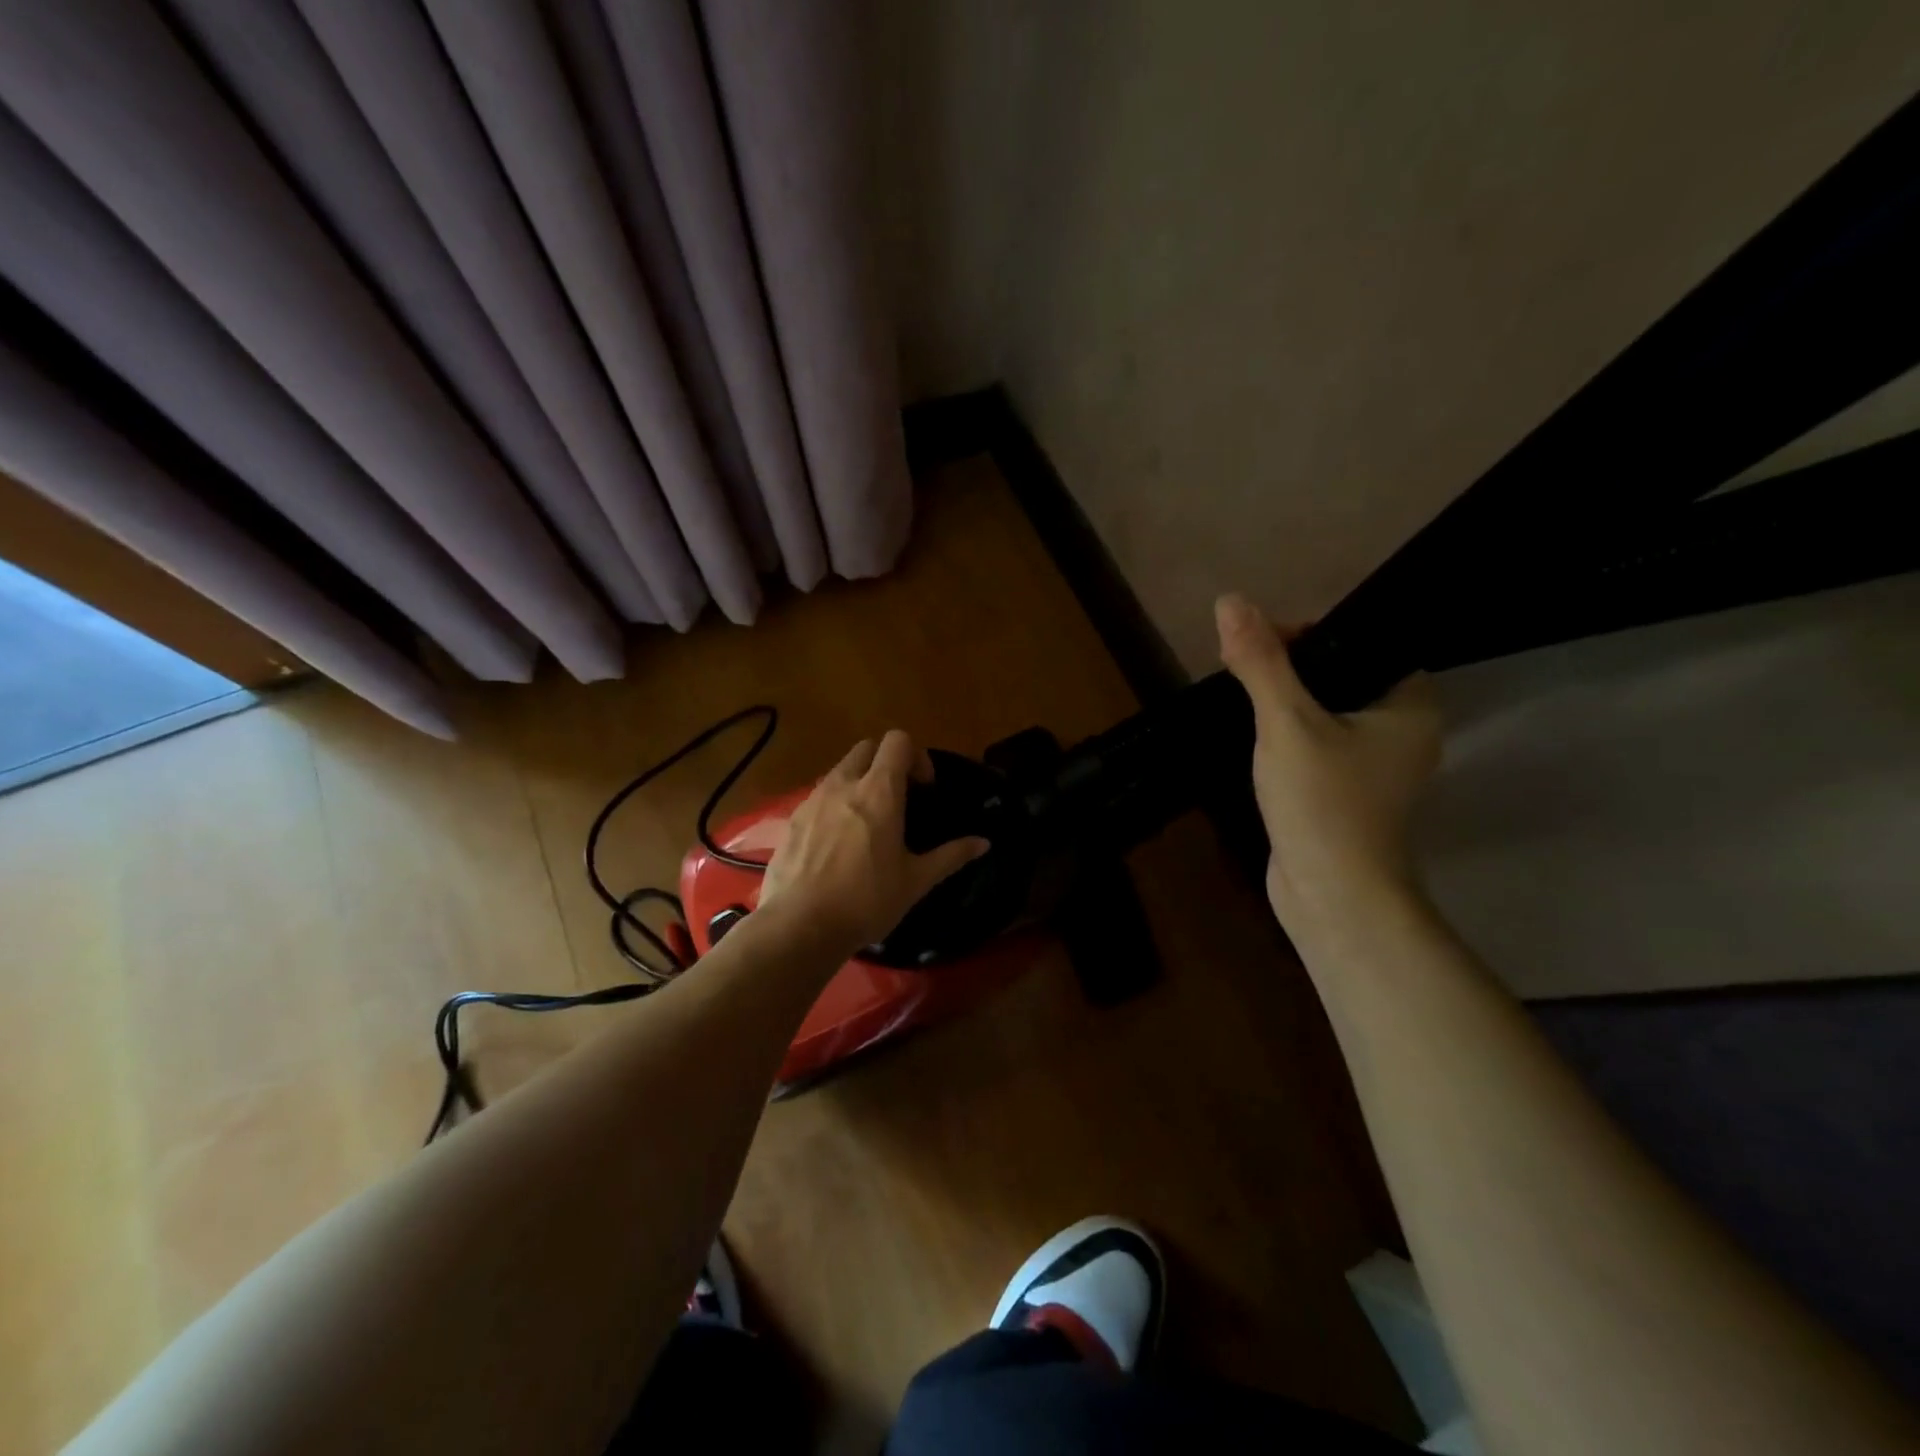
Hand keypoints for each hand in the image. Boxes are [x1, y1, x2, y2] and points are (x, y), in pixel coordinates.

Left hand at [756, 730, 989, 953]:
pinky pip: (817, 798)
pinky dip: (832, 806)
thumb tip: (984, 842)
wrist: (799, 926)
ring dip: (858, 783)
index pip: (898, 741)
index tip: (923, 789)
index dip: (916, 756)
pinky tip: (836, 845)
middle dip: (885, 763)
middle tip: (898, 799)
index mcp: (878, 791)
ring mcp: (811, 800)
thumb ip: (951, 856)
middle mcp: (842, 785)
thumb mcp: (915, 881)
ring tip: (866, 824)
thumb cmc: (866, 901)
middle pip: (866, 748)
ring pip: (839, 771)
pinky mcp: (790, 820)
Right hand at [1216, 593, 1442, 922]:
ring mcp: (1375, 763)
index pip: (1361, 641)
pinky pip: (1317, 740)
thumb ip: (1261, 662)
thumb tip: (1230, 601)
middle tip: (1240, 666)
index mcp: (1409, 703)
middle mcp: (1402, 728)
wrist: (1331, 894)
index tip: (1258, 640)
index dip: (1307, 631)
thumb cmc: (1322, 802)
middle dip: (1288, 666)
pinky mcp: (1346, 788)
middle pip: (1340, 673)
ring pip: (1325, 709)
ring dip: (1284, 699)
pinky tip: (1255, 732)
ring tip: (1240, 692)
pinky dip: (1287, 731)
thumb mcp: (1286, 722)